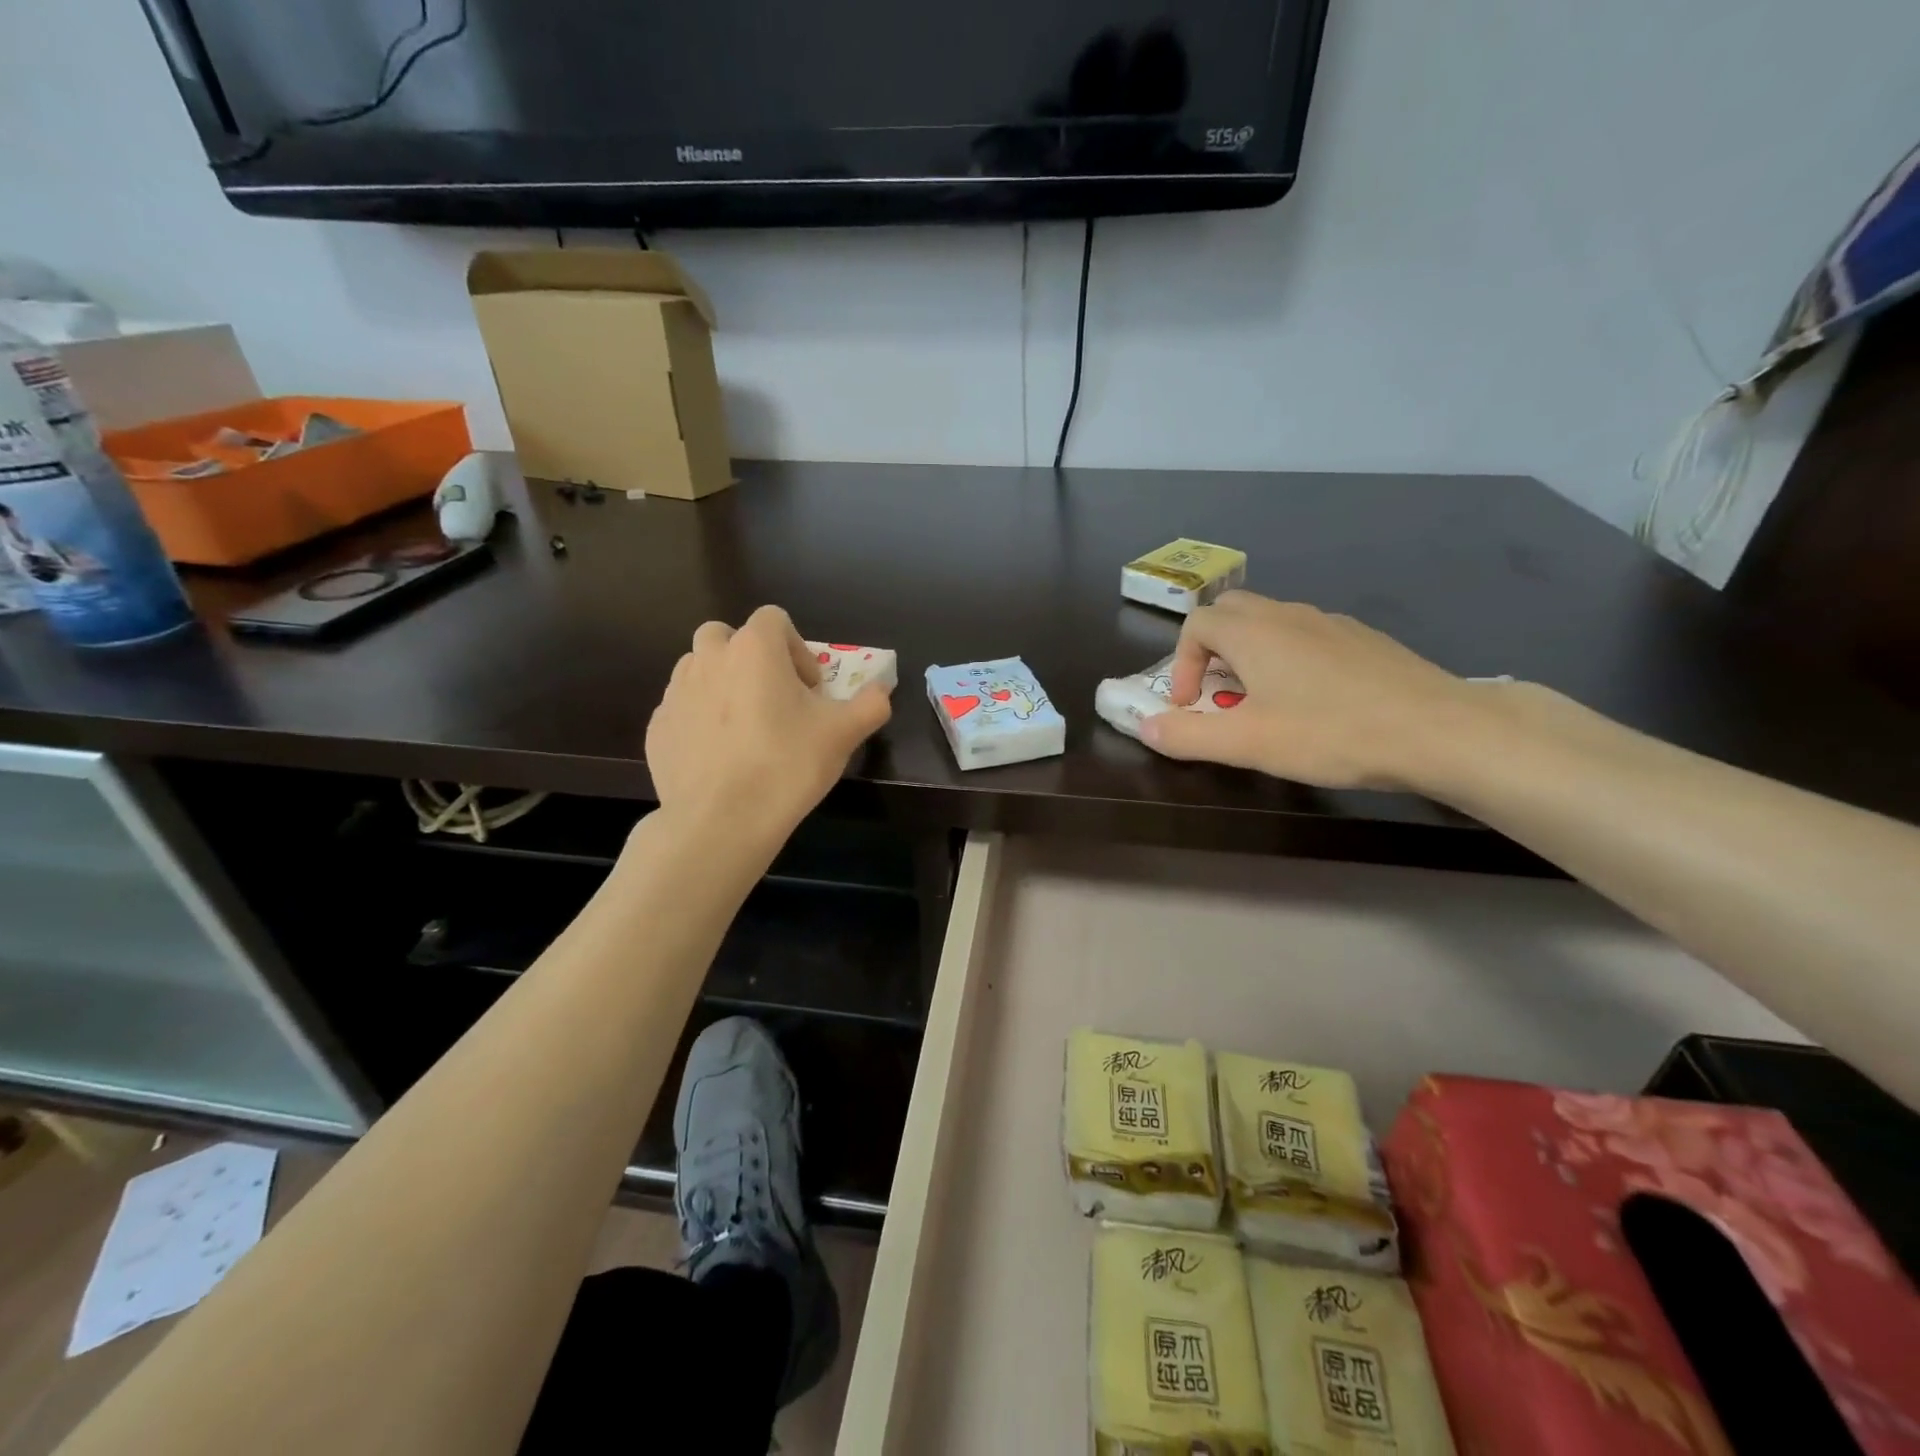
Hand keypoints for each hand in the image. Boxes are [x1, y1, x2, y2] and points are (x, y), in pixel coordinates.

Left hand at [646, 606, 891, 843]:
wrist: (720, 822)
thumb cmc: (787, 765)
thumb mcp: (844, 734)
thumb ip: (870, 703)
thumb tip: (882, 690)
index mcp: (754, 648)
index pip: (774, 619)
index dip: (797, 648)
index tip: (808, 689)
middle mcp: (708, 658)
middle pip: (727, 636)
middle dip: (751, 658)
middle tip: (773, 700)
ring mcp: (676, 693)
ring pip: (699, 669)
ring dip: (723, 685)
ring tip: (746, 728)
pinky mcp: (657, 727)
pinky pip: (682, 708)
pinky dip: (701, 719)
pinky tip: (721, 756)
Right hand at [1139, 591, 1482, 788]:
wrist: (1439, 729)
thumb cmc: (1331, 733)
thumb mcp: (1247, 743)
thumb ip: (1187, 737)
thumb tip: (1146, 728)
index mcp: (1254, 632)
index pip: (1196, 624)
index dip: (1181, 663)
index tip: (1191, 705)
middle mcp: (1289, 615)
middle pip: (1231, 611)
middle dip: (1211, 648)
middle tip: (1218, 693)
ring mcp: (1331, 623)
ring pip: (1272, 622)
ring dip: (1250, 653)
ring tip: (1262, 701)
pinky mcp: (1364, 639)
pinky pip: (1308, 635)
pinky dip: (1289, 657)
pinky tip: (1314, 701)